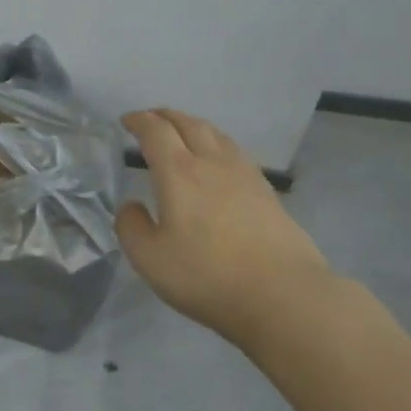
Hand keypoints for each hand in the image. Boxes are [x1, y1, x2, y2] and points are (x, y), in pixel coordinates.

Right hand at [116, 108, 338, 347]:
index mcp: (179, 172)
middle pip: (188, 123)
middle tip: (151, 118)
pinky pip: (235, 151)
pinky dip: (217, 143)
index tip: (127, 121)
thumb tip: (132, 205)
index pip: (155, 131)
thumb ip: (131, 227)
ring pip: (215, 134)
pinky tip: (218, 161)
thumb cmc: (208, 276)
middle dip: (165, 116)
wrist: (283, 294)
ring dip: (193, 125)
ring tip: (183, 132)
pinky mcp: (267, 191)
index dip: (139, 121)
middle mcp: (211, 162)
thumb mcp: (150, 259)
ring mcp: (244, 174)